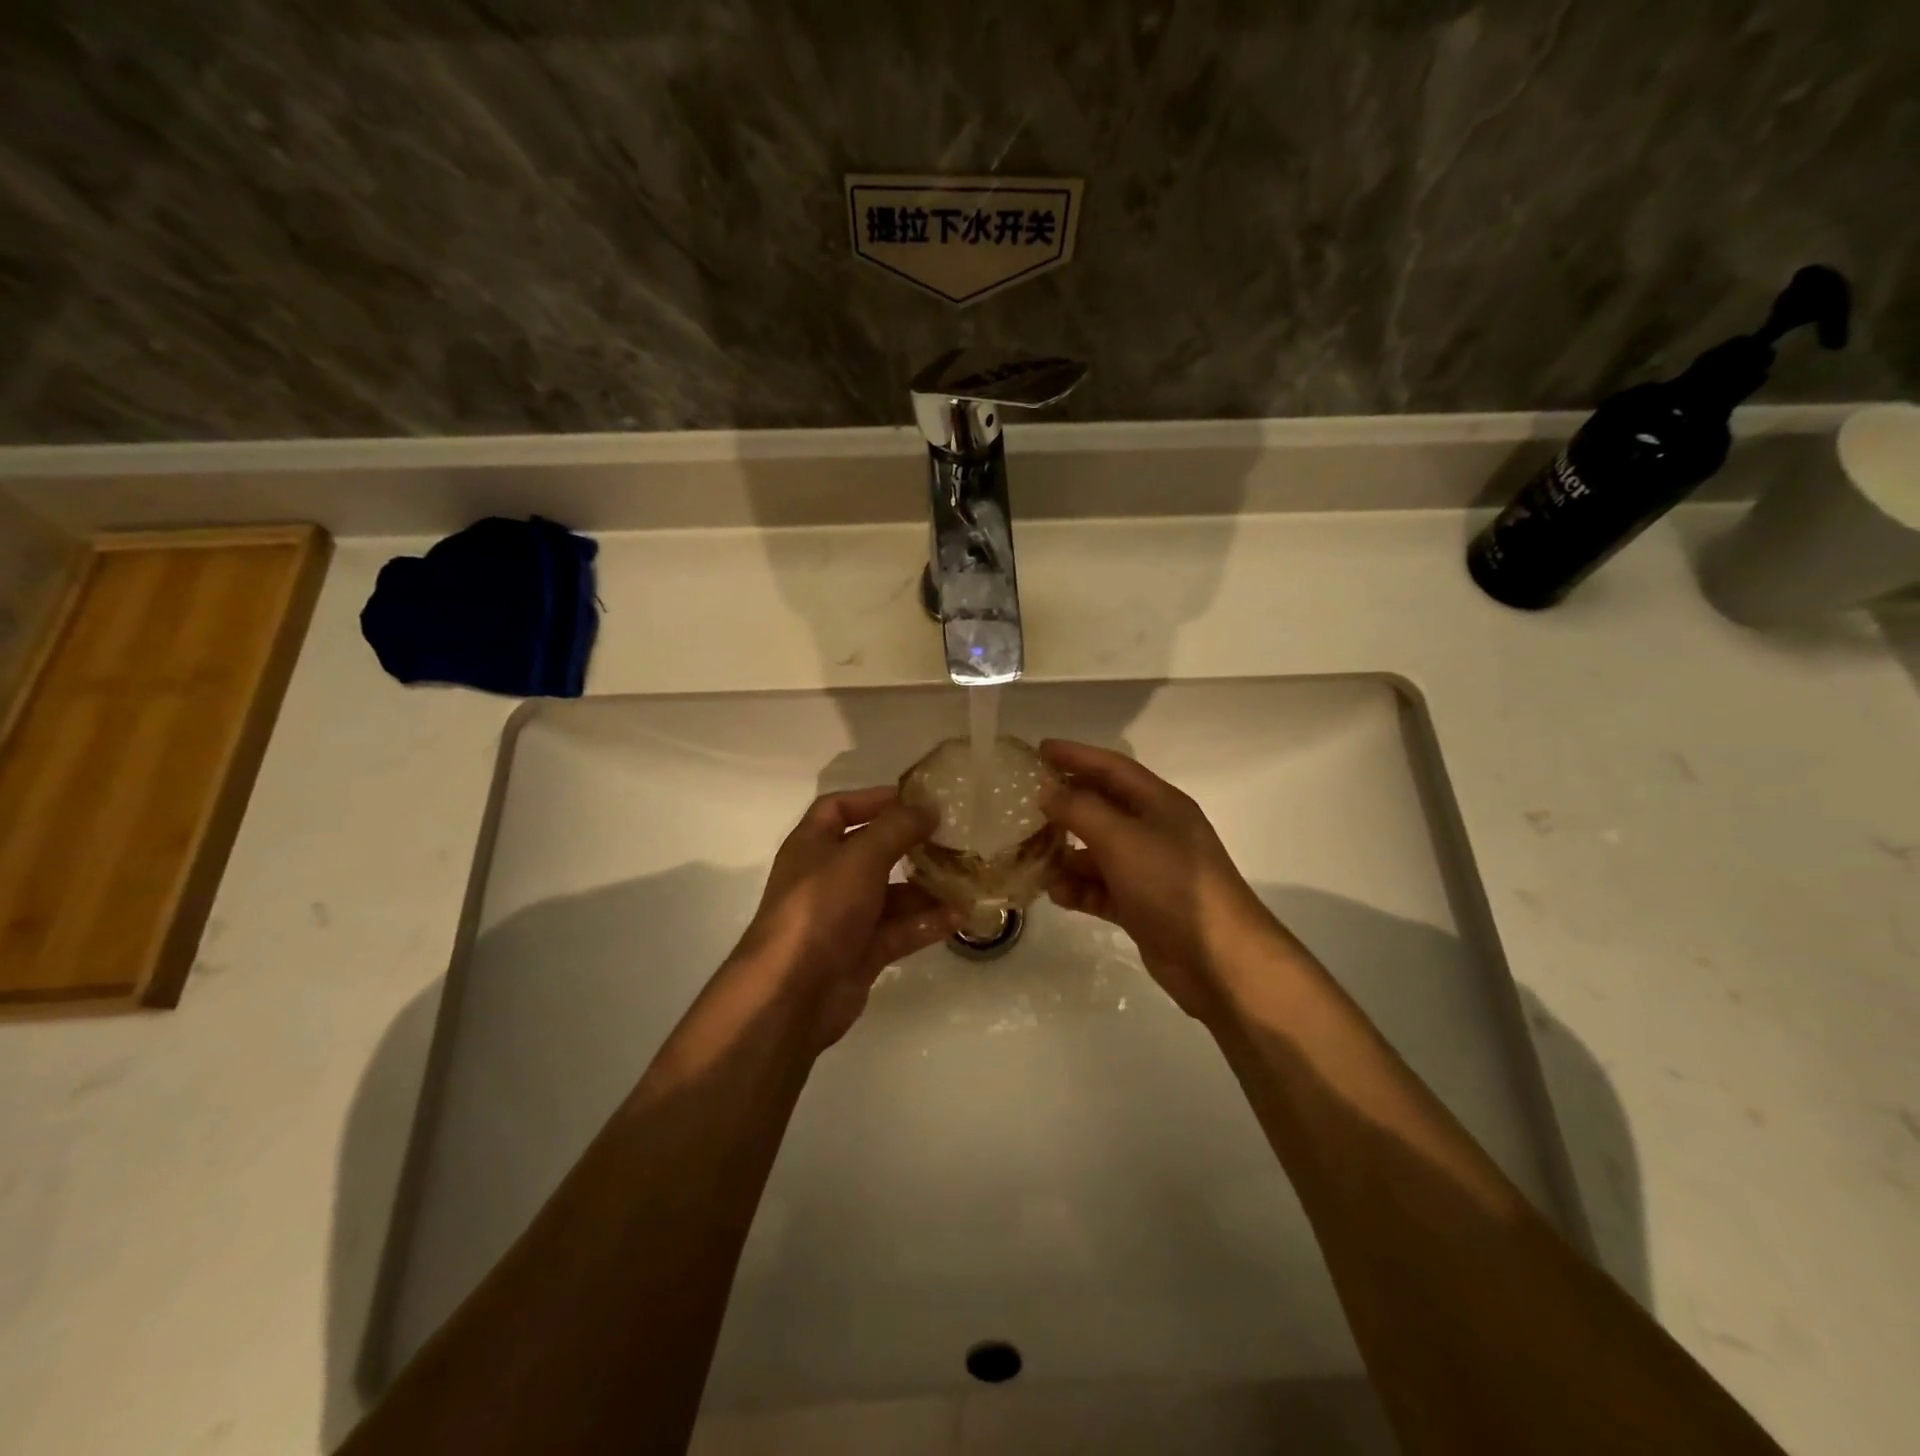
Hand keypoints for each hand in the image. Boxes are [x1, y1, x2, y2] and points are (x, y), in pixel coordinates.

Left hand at [732, 786, 959, 1047]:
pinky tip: (960, 916)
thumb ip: (896, 828)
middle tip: (953, 837)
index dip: (874, 799)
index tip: (917, 799)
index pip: (839, 809)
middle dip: (911, 845)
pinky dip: (927, 922)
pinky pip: (900, 930)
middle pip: (873, 852)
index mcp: (813, 845)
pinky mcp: (862, 952)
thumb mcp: (860, 857)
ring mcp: (845, 918)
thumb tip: (928, 807)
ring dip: (927, 887)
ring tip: (966, 878)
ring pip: (892, 895)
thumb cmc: (820, 908)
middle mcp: (827, 877)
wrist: (792, 993)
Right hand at [1039, 740, 1297, 1021]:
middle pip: (1102, 808)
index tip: (1039, 749)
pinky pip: (1101, 888)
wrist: (1218, 960)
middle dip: (1065, 806)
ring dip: (1066, 854)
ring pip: (1097, 852)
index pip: (1112, 768)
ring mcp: (1148, 870)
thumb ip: (1080, 810)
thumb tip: (1047, 791)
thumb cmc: (1171, 885)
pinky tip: (1057, 895)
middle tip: (1025, 805)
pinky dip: (1079, 889)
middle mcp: (1154, 831)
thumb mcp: (1121, 839)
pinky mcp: (1141, 906)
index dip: (1076, 755)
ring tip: (1032, 858)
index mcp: (1159, 804)